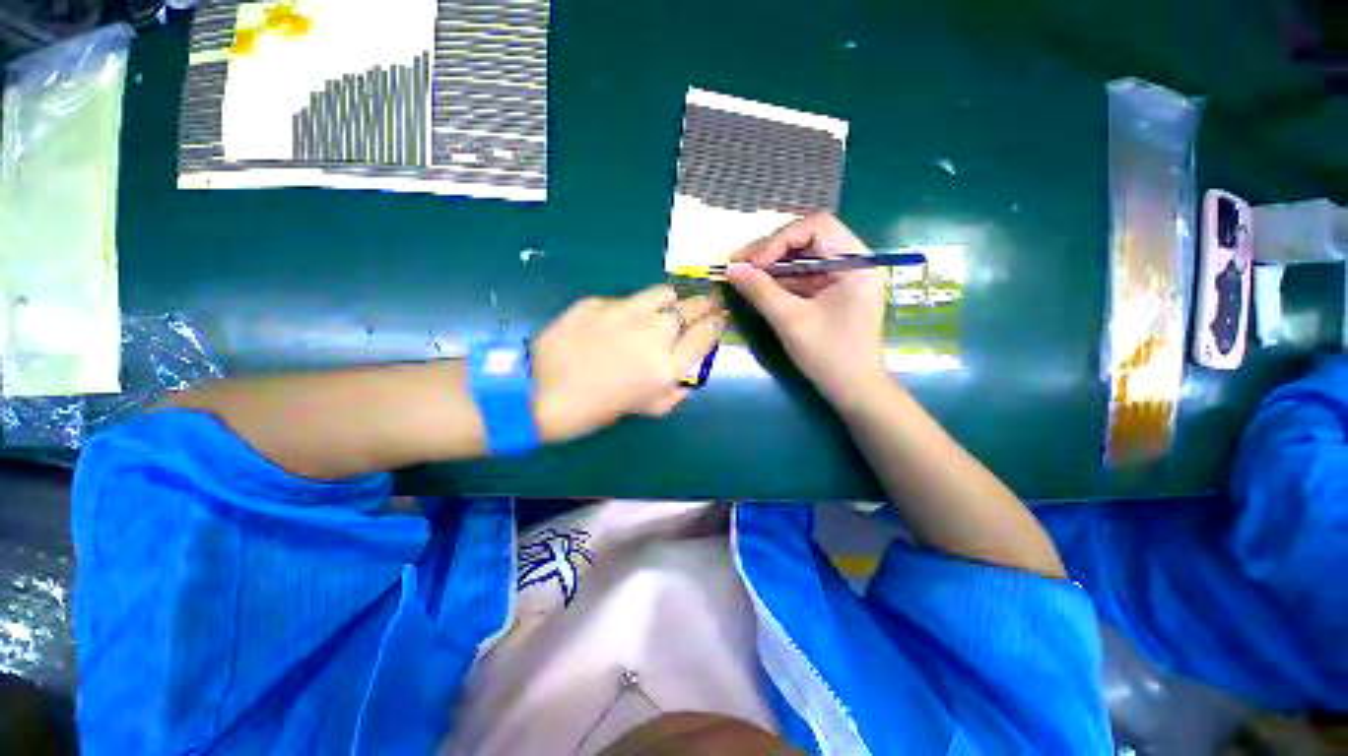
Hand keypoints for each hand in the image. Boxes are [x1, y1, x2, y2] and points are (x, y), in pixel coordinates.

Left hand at [531, 285, 724, 442]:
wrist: (540, 392)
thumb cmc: (595, 409)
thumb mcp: (644, 409)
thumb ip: (672, 394)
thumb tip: (683, 379)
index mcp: (667, 364)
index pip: (707, 332)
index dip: (718, 323)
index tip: (720, 318)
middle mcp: (655, 332)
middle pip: (693, 306)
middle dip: (705, 304)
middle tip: (705, 305)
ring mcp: (627, 312)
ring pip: (664, 293)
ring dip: (670, 302)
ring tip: (662, 310)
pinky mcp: (600, 301)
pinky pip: (626, 300)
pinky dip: (629, 309)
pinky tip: (614, 323)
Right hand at [726, 214, 888, 402]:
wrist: (853, 389)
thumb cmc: (829, 355)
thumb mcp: (790, 321)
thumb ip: (760, 290)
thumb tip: (731, 268)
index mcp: (856, 262)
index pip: (816, 227)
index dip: (780, 239)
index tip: (753, 264)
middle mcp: (853, 262)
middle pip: (807, 239)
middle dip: (770, 249)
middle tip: (738, 264)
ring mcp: (843, 277)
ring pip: (802, 257)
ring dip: (771, 264)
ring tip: (741, 272)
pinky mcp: (832, 291)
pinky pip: (802, 276)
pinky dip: (778, 279)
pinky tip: (757, 284)